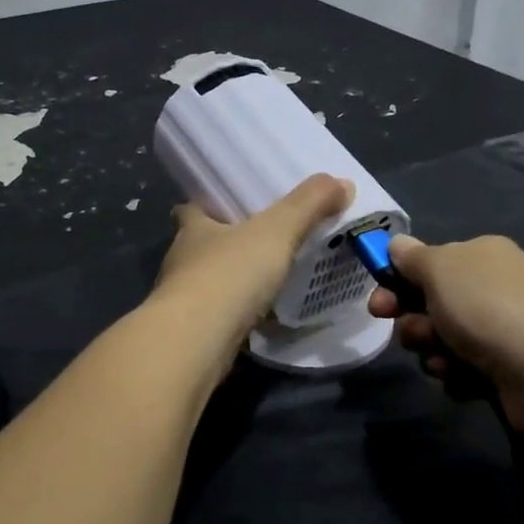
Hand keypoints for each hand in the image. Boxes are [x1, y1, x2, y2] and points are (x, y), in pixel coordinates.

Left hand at [151, 174, 352, 366]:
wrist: (197, 341)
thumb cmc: (229, 274)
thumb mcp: (277, 231)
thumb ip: (308, 205)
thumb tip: (342, 182)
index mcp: (192, 229)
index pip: (190, 209)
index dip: (206, 205)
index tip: (227, 206)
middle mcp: (181, 262)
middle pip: (199, 247)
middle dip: (223, 245)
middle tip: (258, 243)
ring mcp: (182, 302)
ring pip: (207, 284)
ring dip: (229, 282)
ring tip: (263, 281)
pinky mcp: (192, 335)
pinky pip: (217, 318)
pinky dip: (235, 316)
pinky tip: (259, 318)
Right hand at [367, 234, 523, 434]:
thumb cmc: (487, 308)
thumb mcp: (440, 268)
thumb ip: (413, 256)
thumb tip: (397, 244)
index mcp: (481, 256)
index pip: (428, 264)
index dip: (397, 283)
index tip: (378, 305)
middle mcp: (493, 289)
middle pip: (431, 305)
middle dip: (414, 323)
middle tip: (416, 335)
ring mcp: (502, 330)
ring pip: (442, 342)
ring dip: (433, 353)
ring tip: (445, 362)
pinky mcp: (505, 370)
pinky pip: (462, 371)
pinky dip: (457, 376)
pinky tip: (467, 380)